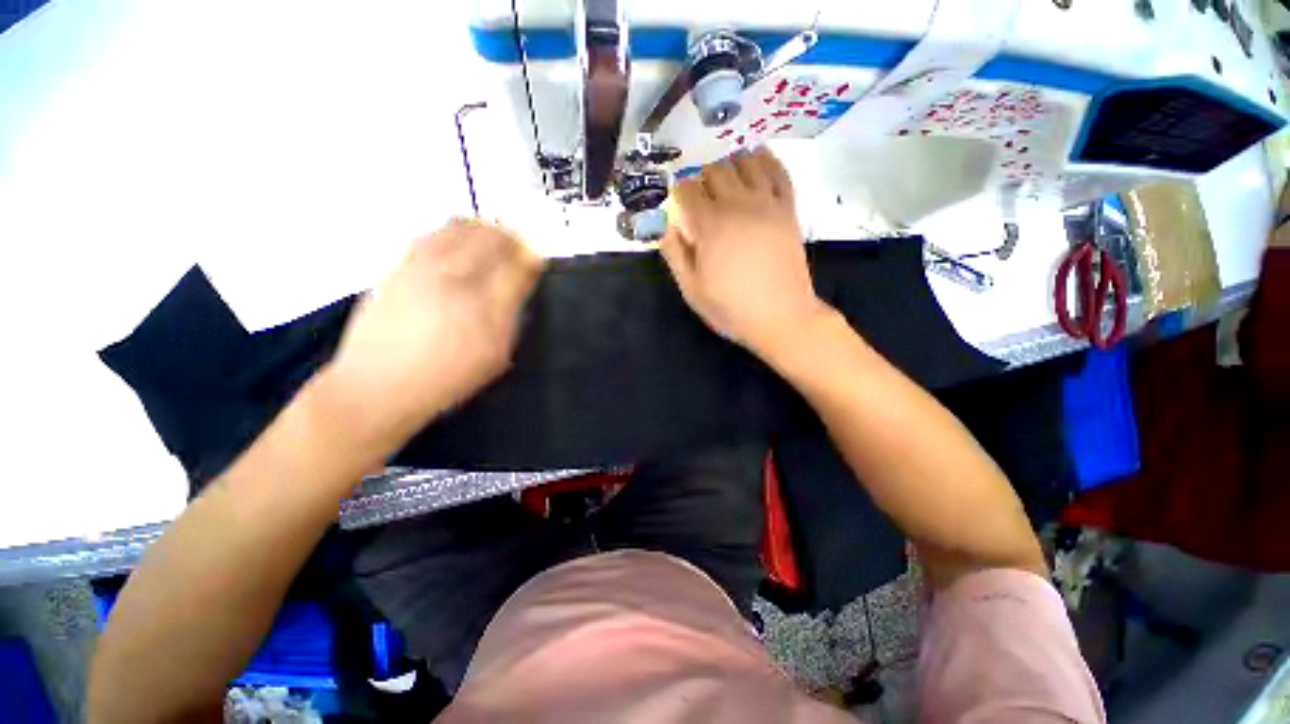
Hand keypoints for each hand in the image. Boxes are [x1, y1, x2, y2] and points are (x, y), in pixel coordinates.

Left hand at [324, 219, 543, 448]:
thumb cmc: (446, 378)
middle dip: (512, 238)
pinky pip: (431, 234)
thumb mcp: (494, 357)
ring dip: (484, 230)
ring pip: (460, 228)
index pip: (518, 267)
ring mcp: (422, 268)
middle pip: (492, 238)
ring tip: (491, 240)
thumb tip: (518, 288)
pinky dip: (452, 232)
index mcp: (485, 308)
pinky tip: (456, 243)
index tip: (537, 258)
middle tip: (518, 247)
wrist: (378, 384)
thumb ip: (511, 319)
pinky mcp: (397, 265)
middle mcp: (455, 279)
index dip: (532, 258)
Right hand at [659, 148, 829, 354]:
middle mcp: (738, 205)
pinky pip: (779, 172)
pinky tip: (756, 157)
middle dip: (700, 176)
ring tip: (723, 174)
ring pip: (745, 161)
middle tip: (698, 193)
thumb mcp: (692, 289)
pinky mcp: (788, 209)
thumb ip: (675, 254)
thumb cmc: (731, 308)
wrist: (782, 318)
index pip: (686, 190)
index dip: (677, 192)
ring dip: (729, 162)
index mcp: (710, 225)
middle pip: (714, 169)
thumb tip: (664, 226)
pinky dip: (766, 159)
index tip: (676, 202)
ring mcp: (767, 204)